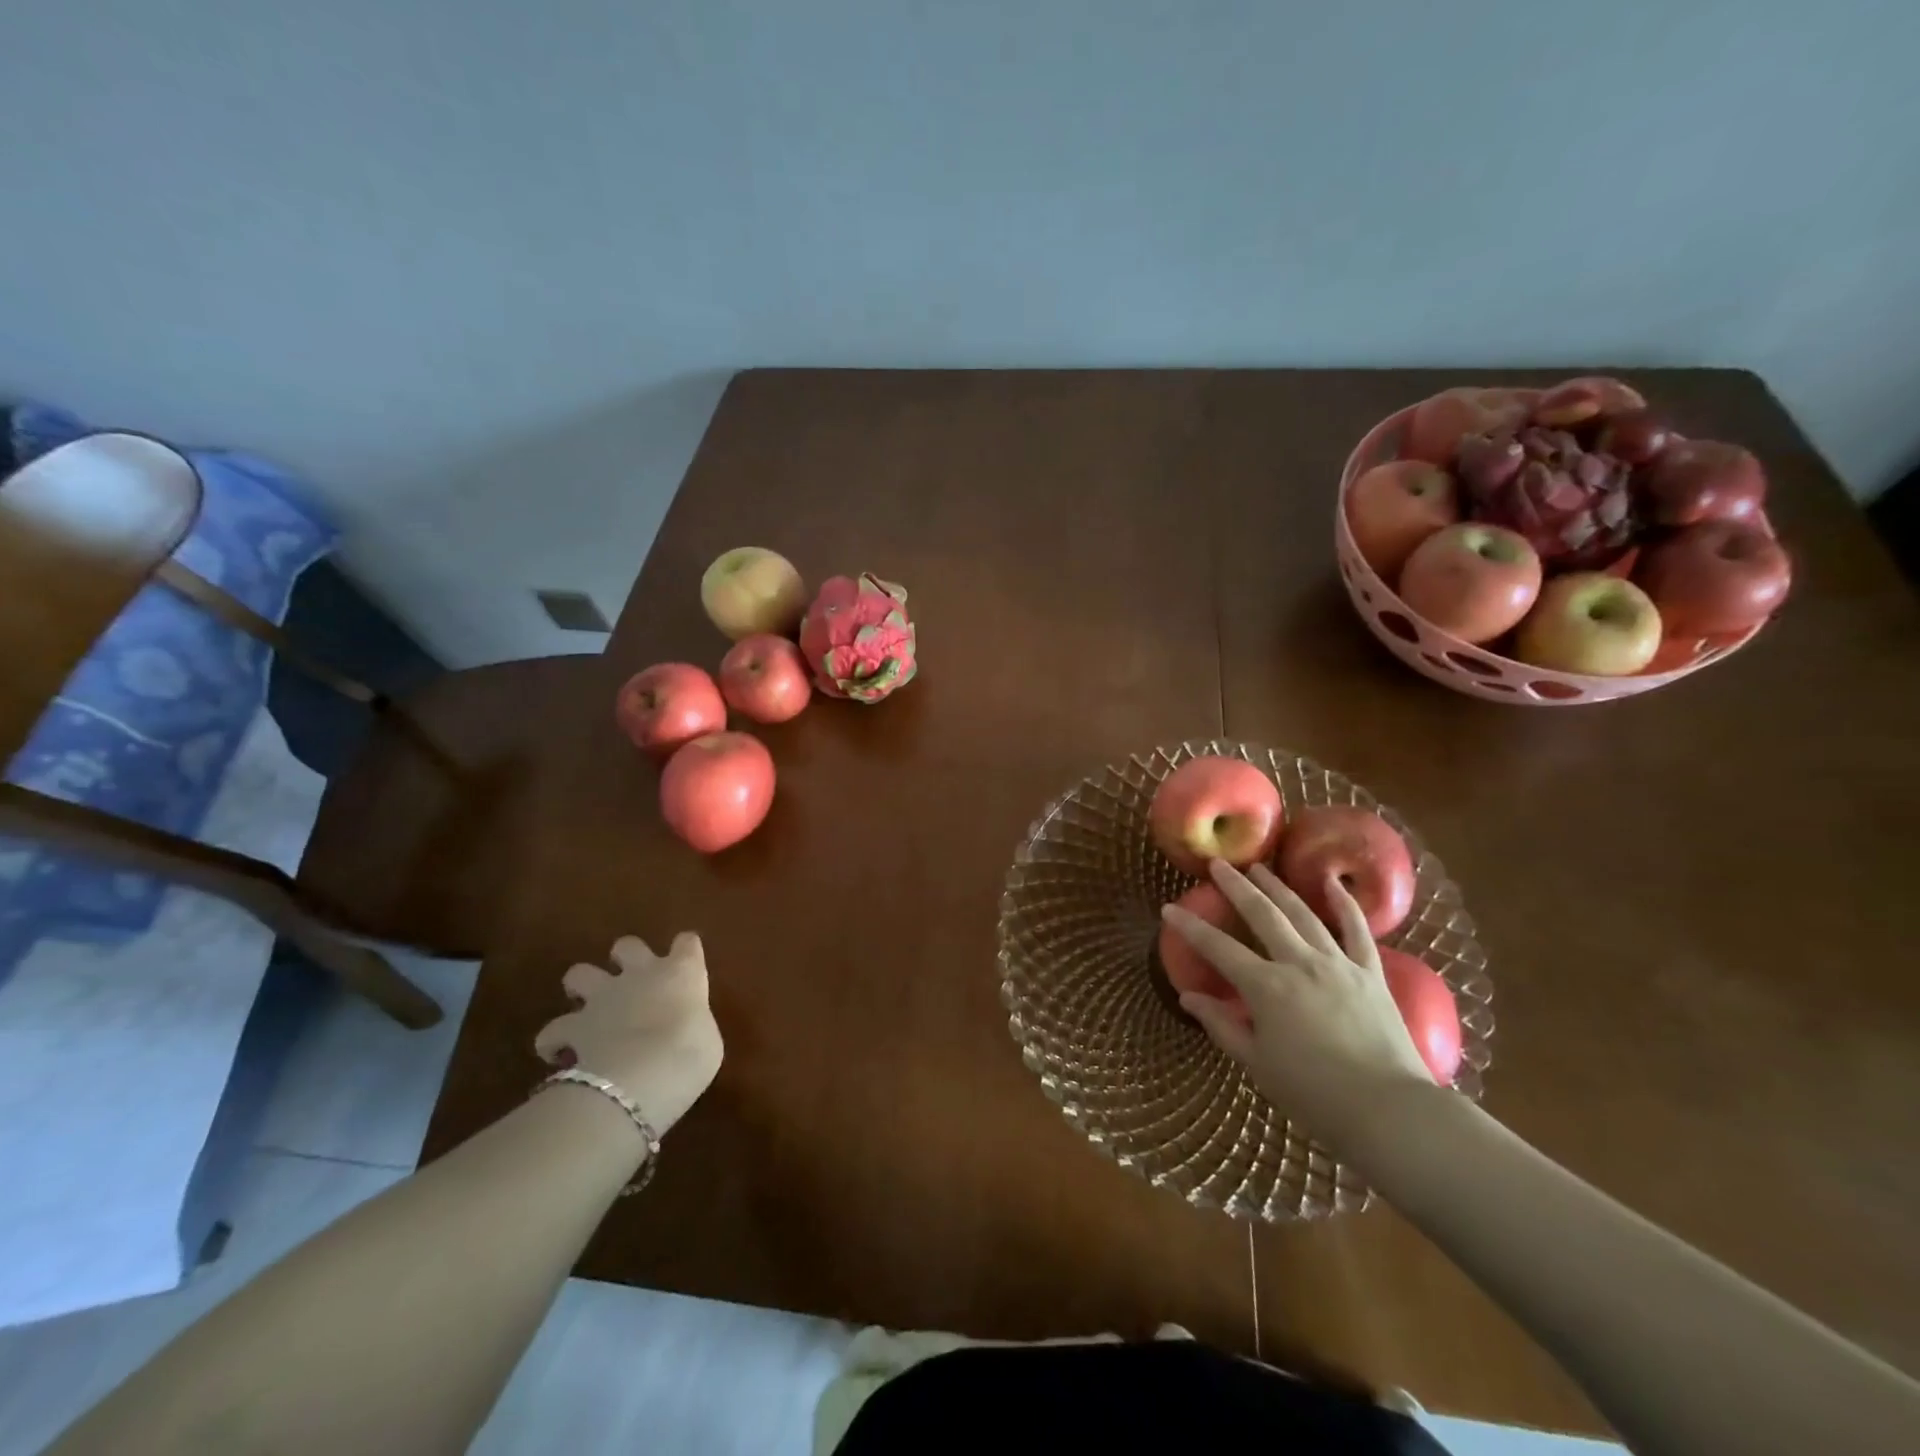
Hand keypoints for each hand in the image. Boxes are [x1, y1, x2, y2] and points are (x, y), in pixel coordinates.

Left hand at [534, 932, 722, 1135]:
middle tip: (631, 982)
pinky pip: (552, 1030)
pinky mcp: (572, 1027)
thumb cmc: (691, 1054)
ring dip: (582, 988)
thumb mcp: (707, 1040)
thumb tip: (684, 1032)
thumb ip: (693, 1025)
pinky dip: (554, 1041)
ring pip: (579, 973)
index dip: (685, 950)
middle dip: (625, 958)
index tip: (685, 963)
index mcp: (681, 972)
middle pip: (627, 945)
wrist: (644, 1073)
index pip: (687, 943)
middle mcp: (641, 974)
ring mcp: (602, 997)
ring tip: (588, 1011)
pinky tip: (560, 1055)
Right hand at [1162, 860, 1431, 1147]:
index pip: (1218, 948)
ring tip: (1261, 868)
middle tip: (1218, 865)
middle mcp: (1299, 963)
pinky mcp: (1371, 973)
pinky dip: (1345, 904)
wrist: (1390, 1112)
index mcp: (1266, 987)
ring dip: (1278, 887)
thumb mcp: (1257, 1064)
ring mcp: (1338, 963)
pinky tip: (1333, 883)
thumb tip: (1188, 997)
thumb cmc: (1314, 1095)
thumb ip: (1221, 1026)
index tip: (1169, 908)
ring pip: (1303, 913)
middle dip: (1236, 887)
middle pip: (1262, 914)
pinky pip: (1358, 930)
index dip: (1190, 927)